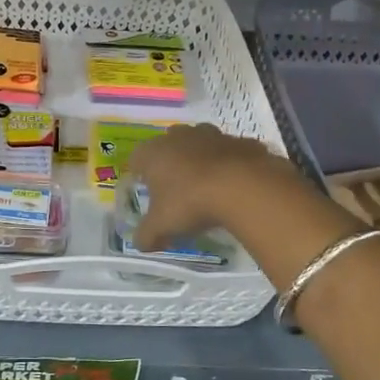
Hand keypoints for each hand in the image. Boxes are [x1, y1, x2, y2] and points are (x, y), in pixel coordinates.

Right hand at [127, 123, 313, 253]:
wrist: (243, 187)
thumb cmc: (190, 202)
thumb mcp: (161, 226)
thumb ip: (146, 235)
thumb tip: (140, 244)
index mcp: (153, 152)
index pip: (137, 159)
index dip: (140, 175)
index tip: (148, 192)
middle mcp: (180, 137)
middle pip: (169, 145)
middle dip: (171, 163)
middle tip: (177, 190)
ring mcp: (213, 135)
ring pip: (201, 143)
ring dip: (201, 159)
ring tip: (207, 187)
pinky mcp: (241, 142)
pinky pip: (230, 152)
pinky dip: (230, 164)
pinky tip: (234, 186)